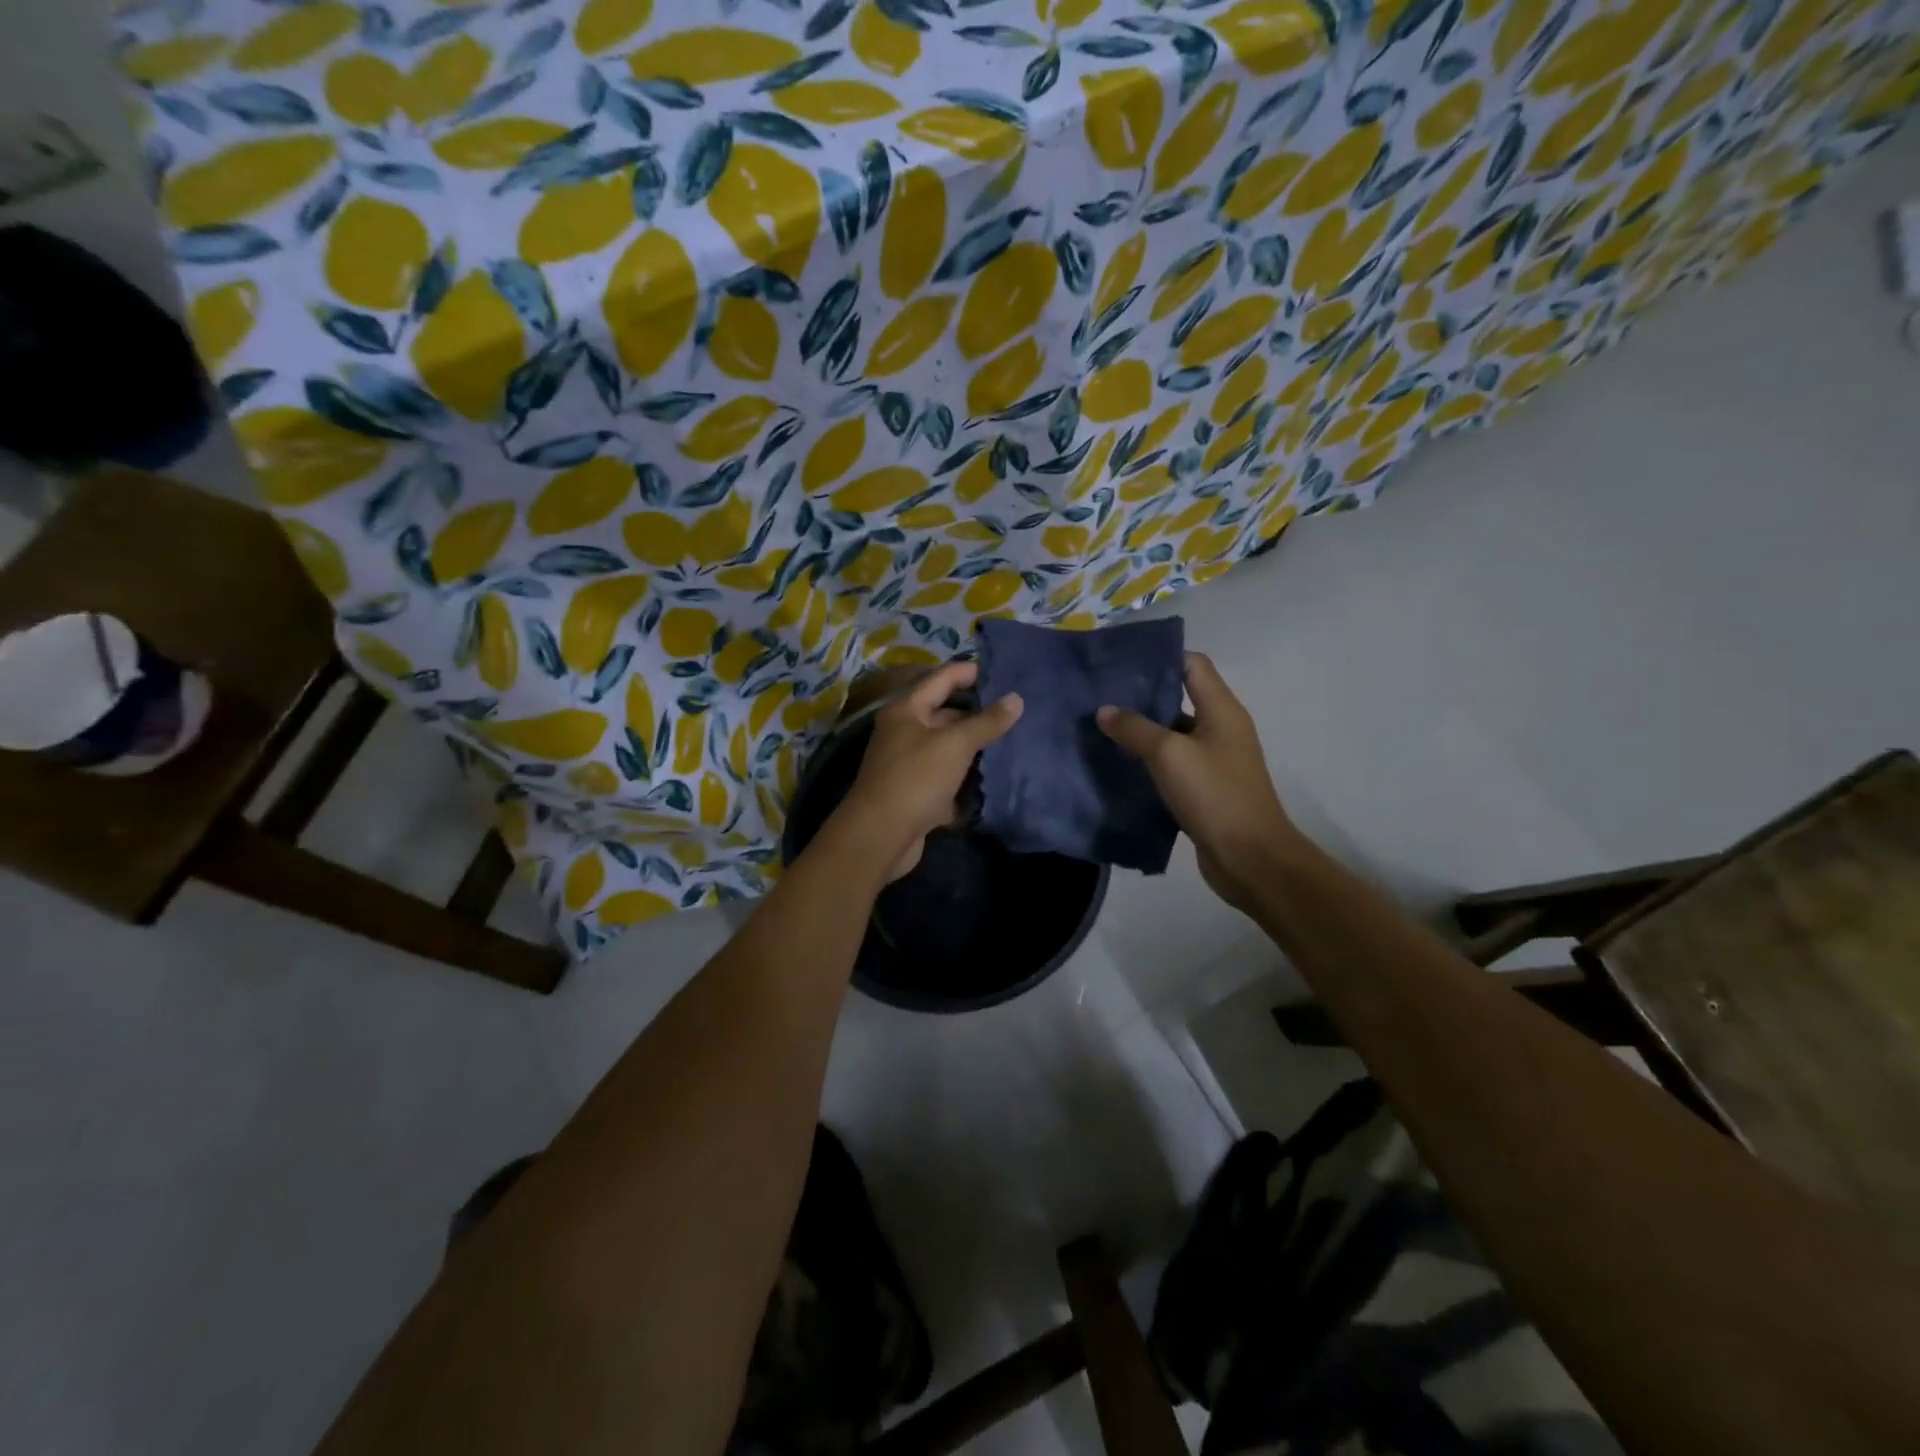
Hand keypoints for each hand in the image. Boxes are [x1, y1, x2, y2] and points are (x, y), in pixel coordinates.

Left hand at [836, 660, 1022, 880]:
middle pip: (945, 714)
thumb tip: (1016, 699)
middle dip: (977, 714)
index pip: (941, 679)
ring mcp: (908, 765)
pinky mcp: (915, 794)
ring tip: (1012, 742)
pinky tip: (993, 779)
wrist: (881, 836)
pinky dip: (966, 780)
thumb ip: (986, 722)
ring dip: (975, 748)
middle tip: (1015, 712)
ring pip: (947, 749)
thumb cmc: (916, 778)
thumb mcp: (955, 744)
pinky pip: (946, 779)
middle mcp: (904, 733)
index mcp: (906, 710)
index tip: (1002, 673)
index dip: (970, 672)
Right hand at [1097, 652, 1299, 912]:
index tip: (1120, 662)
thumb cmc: (1215, 795)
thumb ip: (1135, 728)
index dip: (1159, 658)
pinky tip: (1119, 766)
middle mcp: (1221, 729)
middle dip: (1141, 696)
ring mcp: (1214, 760)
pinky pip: (1172, 765)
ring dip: (1142, 731)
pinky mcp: (1204, 789)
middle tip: (1100, 696)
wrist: (1250, 858)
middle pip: (1179, 697)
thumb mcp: (1169, 755)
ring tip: (1101, 728)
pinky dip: (1149, 762)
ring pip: (1173, 734)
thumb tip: (1105, 710)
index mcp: (1222, 710)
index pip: (1192, 665)